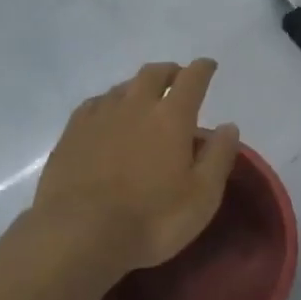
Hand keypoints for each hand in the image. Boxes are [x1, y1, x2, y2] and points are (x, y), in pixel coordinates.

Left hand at [30, 59, 239, 287]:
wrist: (79, 234)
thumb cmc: (151, 219)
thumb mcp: (202, 197)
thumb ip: (218, 157)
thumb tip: (228, 126)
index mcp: (172, 117)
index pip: (192, 79)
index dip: (202, 69)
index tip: (208, 66)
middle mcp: (135, 105)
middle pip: (154, 74)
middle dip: (169, 71)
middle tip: (177, 79)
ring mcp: (99, 116)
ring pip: (123, 87)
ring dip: (138, 86)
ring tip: (144, 98)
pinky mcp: (72, 133)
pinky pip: (95, 104)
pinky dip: (109, 102)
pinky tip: (107, 114)